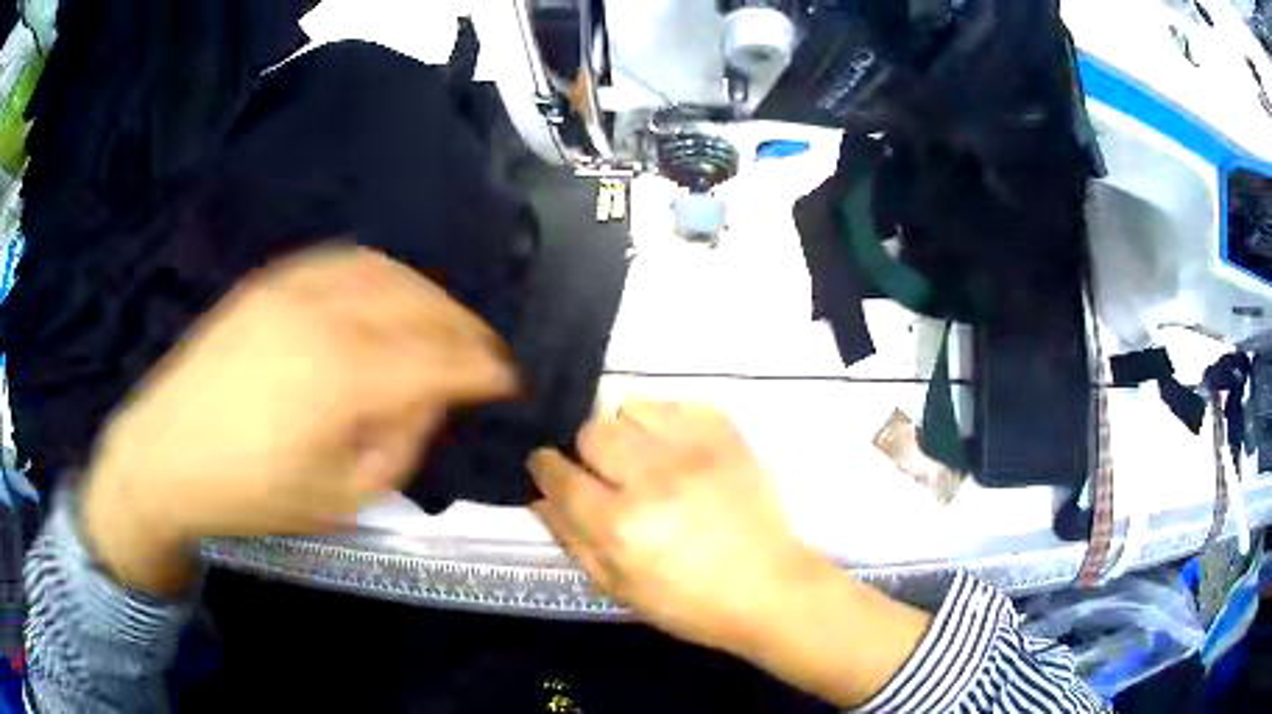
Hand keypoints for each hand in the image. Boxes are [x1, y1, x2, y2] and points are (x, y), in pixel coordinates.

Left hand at [82, 244, 516, 593]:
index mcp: (345, 379)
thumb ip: (398, 445)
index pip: (441, 361)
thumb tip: (426, 403)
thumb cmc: (250, 493)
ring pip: (389, 273)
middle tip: (484, 355)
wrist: (166, 454)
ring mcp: (297, 289)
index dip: (485, 371)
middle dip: (465, 330)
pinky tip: (389, 298)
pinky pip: (346, 262)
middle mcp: (328, 316)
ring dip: (429, 297)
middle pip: (423, 306)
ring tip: (442, 325)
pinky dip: (384, 276)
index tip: (509, 382)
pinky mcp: (274, 282)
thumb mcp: (339, 497)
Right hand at [530, 402, 932, 706]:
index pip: (558, 472)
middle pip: (592, 430)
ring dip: (625, 431)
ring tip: (642, 456)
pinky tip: (676, 449)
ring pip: (630, 407)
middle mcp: (651, 478)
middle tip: (606, 472)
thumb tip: (540, 497)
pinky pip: (676, 403)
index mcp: (618, 525)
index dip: (546, 467)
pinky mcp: (726, 435)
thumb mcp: (618, 587)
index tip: (551, 469)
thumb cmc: (689, 602)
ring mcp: (693, 450)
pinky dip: (665, 420)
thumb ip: (572, 539)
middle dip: (587, 449)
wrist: (769, 587)